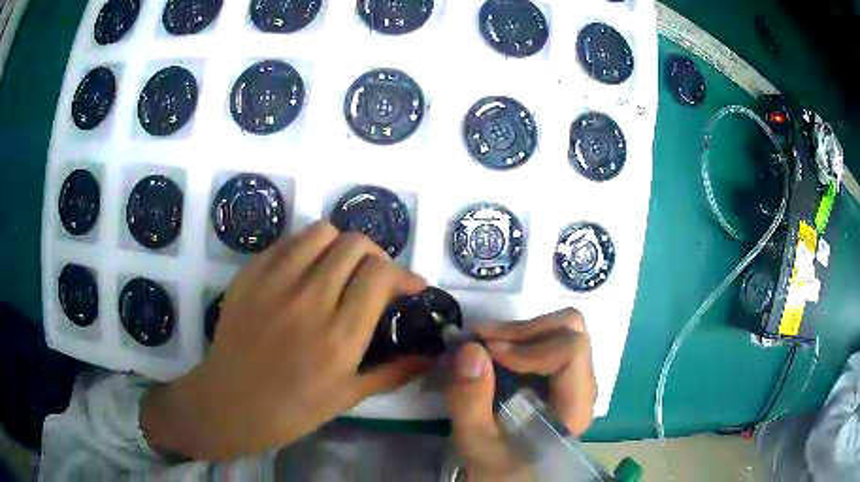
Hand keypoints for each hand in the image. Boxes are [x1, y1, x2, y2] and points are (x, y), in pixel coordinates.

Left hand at [141, 222, 428, 460]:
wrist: (230, 404)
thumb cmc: (293, 409)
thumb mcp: (348, 397)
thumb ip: (393, 373)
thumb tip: (430, 358)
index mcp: (340, 335)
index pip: (380, 275)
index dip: (403, 274)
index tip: (410, 286)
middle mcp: (310, 300)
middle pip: (355, 245)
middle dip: (375, 255)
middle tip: (375, 277)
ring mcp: (275, 283)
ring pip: (321, 233)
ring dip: (340, 245)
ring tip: (340, 267)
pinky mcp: (249, 275)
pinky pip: (286, 243)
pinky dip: (306, 248)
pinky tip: (305, 270)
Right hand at [446, 309, 596, 481]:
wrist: (511, 477)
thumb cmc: (498, 469)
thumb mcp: (477, 444)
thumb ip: (470, 402)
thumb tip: (471, 348)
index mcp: (575, 407)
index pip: (572, 352)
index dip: (530, 346)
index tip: (489, 354)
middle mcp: (582, 386)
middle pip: (571, 331)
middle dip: (523, 330)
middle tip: (482, 341)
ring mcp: (572, 378)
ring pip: (560, 329)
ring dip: (518, 332)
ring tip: (483, 344)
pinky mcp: (557, 376)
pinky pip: (547, 340)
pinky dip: (517, 339)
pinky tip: (492, 352)